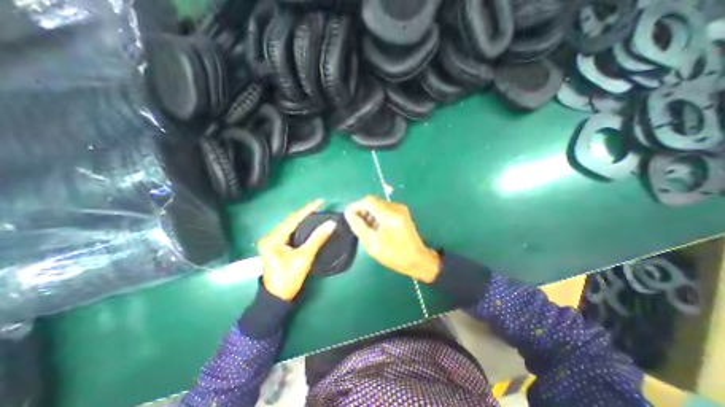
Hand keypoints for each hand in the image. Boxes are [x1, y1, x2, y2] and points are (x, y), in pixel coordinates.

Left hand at [257, 199, 336, 299]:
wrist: (277, 298)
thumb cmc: (289, 278)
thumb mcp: (304, 257)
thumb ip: (317, 239)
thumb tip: (331, 223)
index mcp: (273, 238)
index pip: (292, 219)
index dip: (307, 209)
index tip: (320, 201)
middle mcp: (270, 236)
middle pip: (290, 220)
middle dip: (305, 212)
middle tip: (319, 206)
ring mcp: (272, 241)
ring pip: (290, 225)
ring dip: (302, 218)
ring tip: (315, 211)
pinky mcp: (276, 245)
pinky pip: (290, 231)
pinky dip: (300, 226)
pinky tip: (308, 223)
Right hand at [346, 196, 440, 281]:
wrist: (417, 260)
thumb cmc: (394, 254)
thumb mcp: (373, 243)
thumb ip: (359, 226)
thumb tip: (348, 213)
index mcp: (390, 214)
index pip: (368, 201)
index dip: (356, 206)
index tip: (348, 215)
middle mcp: (396, 207)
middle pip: (373, 202)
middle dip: (362, 210)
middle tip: (356, 224)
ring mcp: (400, 209)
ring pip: (378, 205)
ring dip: (369, 214)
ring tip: (366, 229)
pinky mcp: (402, 213)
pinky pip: (384, 209)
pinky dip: (377, 216)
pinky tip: (375, 228)